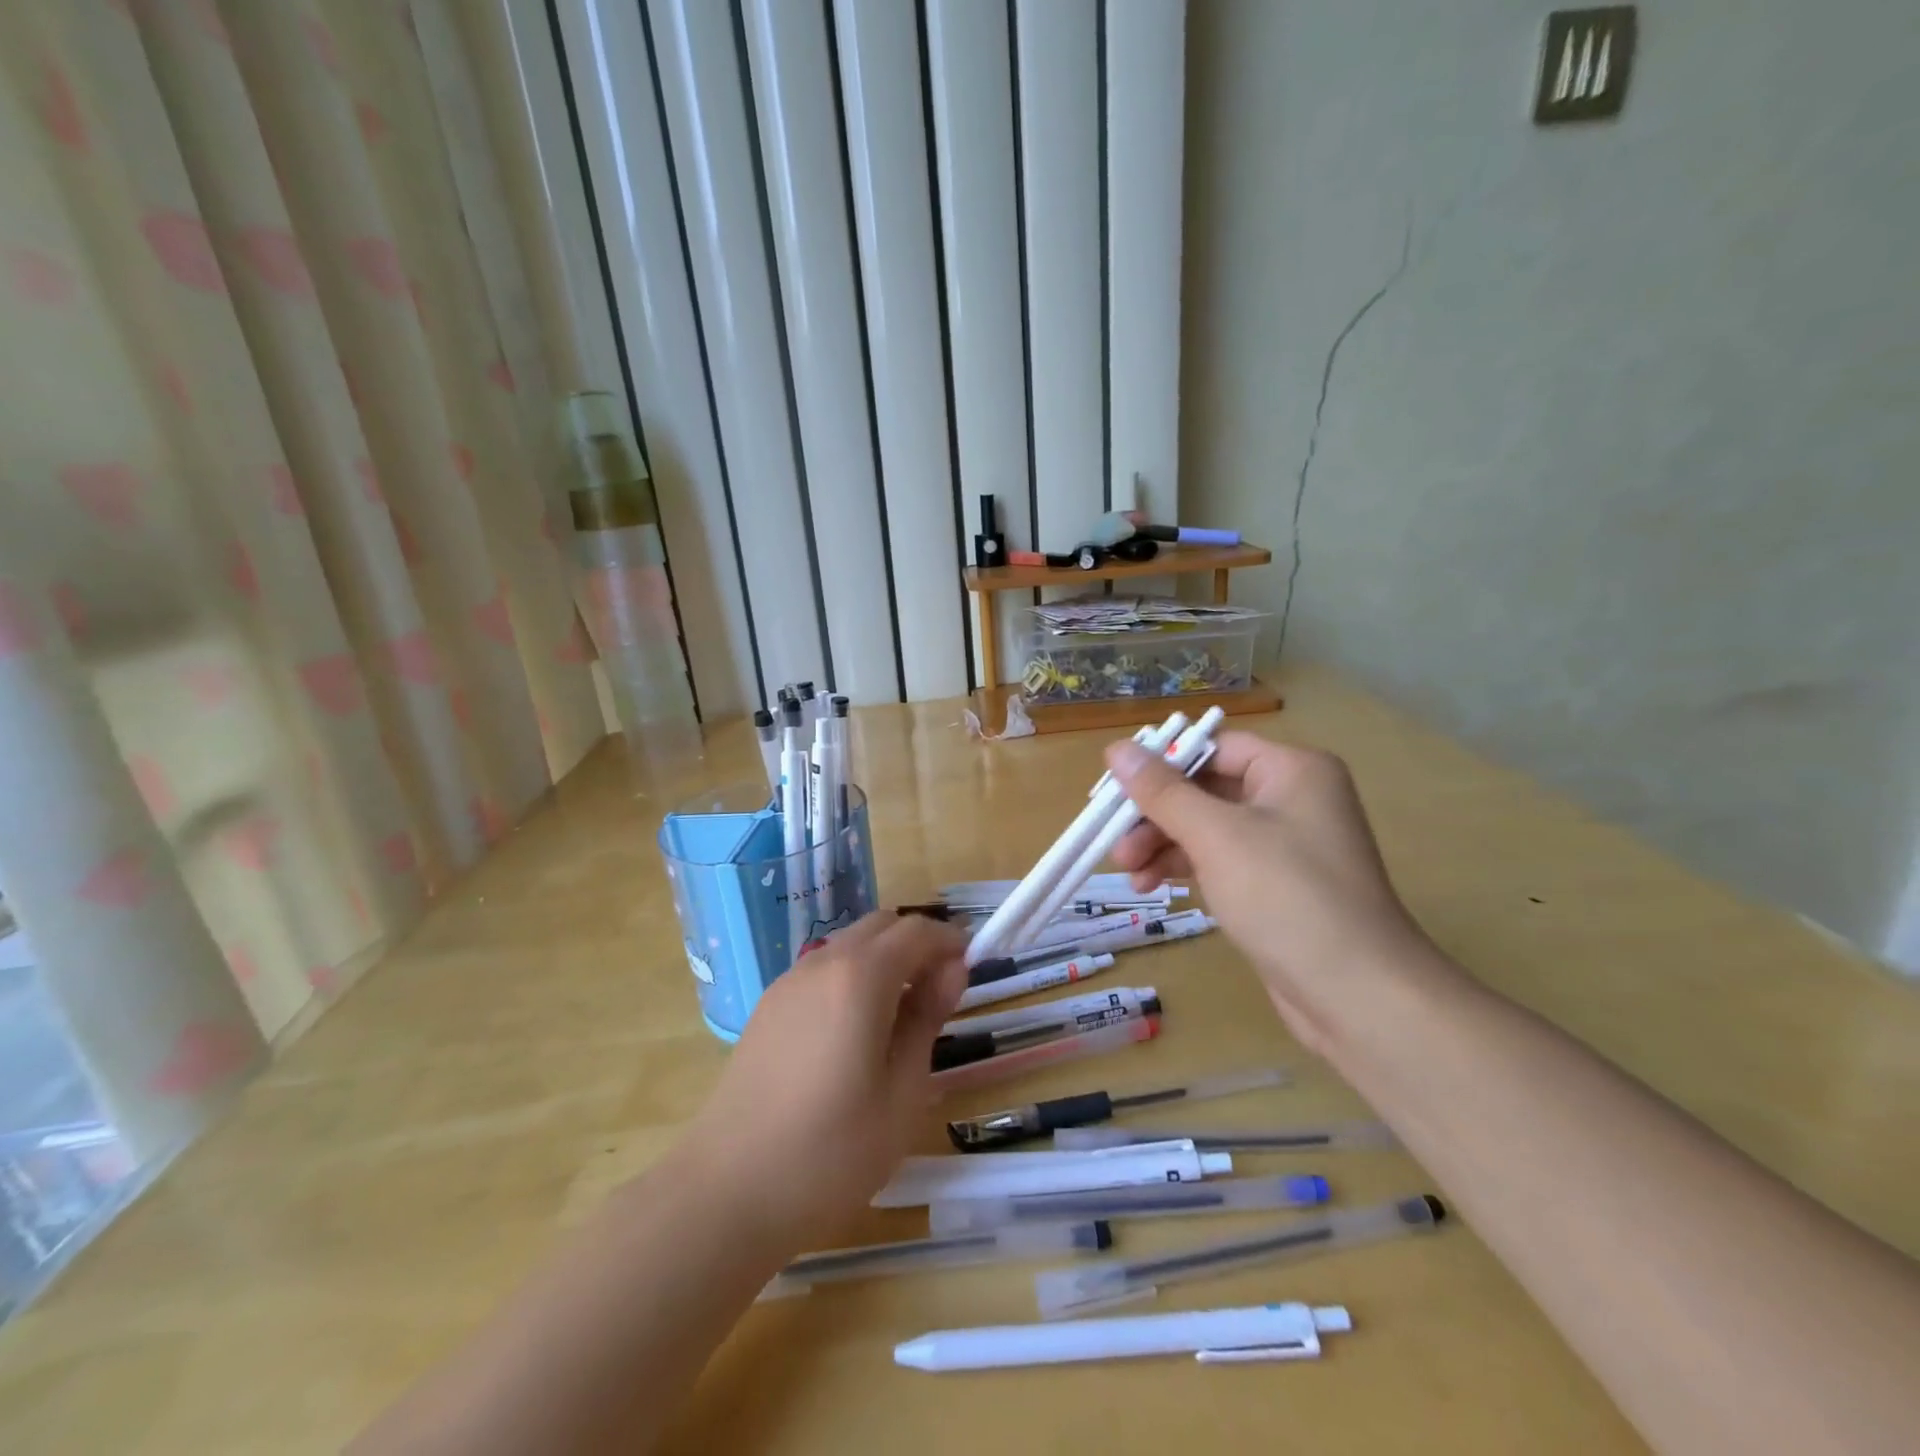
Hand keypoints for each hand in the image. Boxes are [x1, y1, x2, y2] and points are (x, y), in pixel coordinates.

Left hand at [678, 913, 966, 1248]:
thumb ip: (927, 1019)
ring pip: (849, 945)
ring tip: (904, 1013)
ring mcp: (788, 983)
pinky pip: (823, 970)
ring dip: (885, 958)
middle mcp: (822, 963)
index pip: (917, 931)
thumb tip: (951, 970)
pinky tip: (857, 1028)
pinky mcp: (767, 1008)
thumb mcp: (902, 1092)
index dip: (951, 941)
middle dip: (918, 943)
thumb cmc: (831, 1151)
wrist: (727, 1192)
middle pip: (881, 926)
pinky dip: (853, 976)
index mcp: (860, 976)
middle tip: (942, 990)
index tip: (973, 968)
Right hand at [1105, 731, 1436, 1050]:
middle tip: (1115, 843)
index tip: (1114, 790)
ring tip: (1128, 873)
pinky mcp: (1276, 886)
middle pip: (1206, 789)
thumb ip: (1162, 791)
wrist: (1358, 995)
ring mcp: (1286, 845)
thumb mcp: (1216, 836)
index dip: (1161, 765)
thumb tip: (1116, 748)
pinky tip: (1151, 887)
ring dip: (1163, 844)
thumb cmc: (1286, 897)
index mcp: (1293, 770)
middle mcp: (1292, 799)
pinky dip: (1185, 868)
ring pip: (1207, 829)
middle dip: (1156, 816)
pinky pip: (1219, 861)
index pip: (1214, 748)